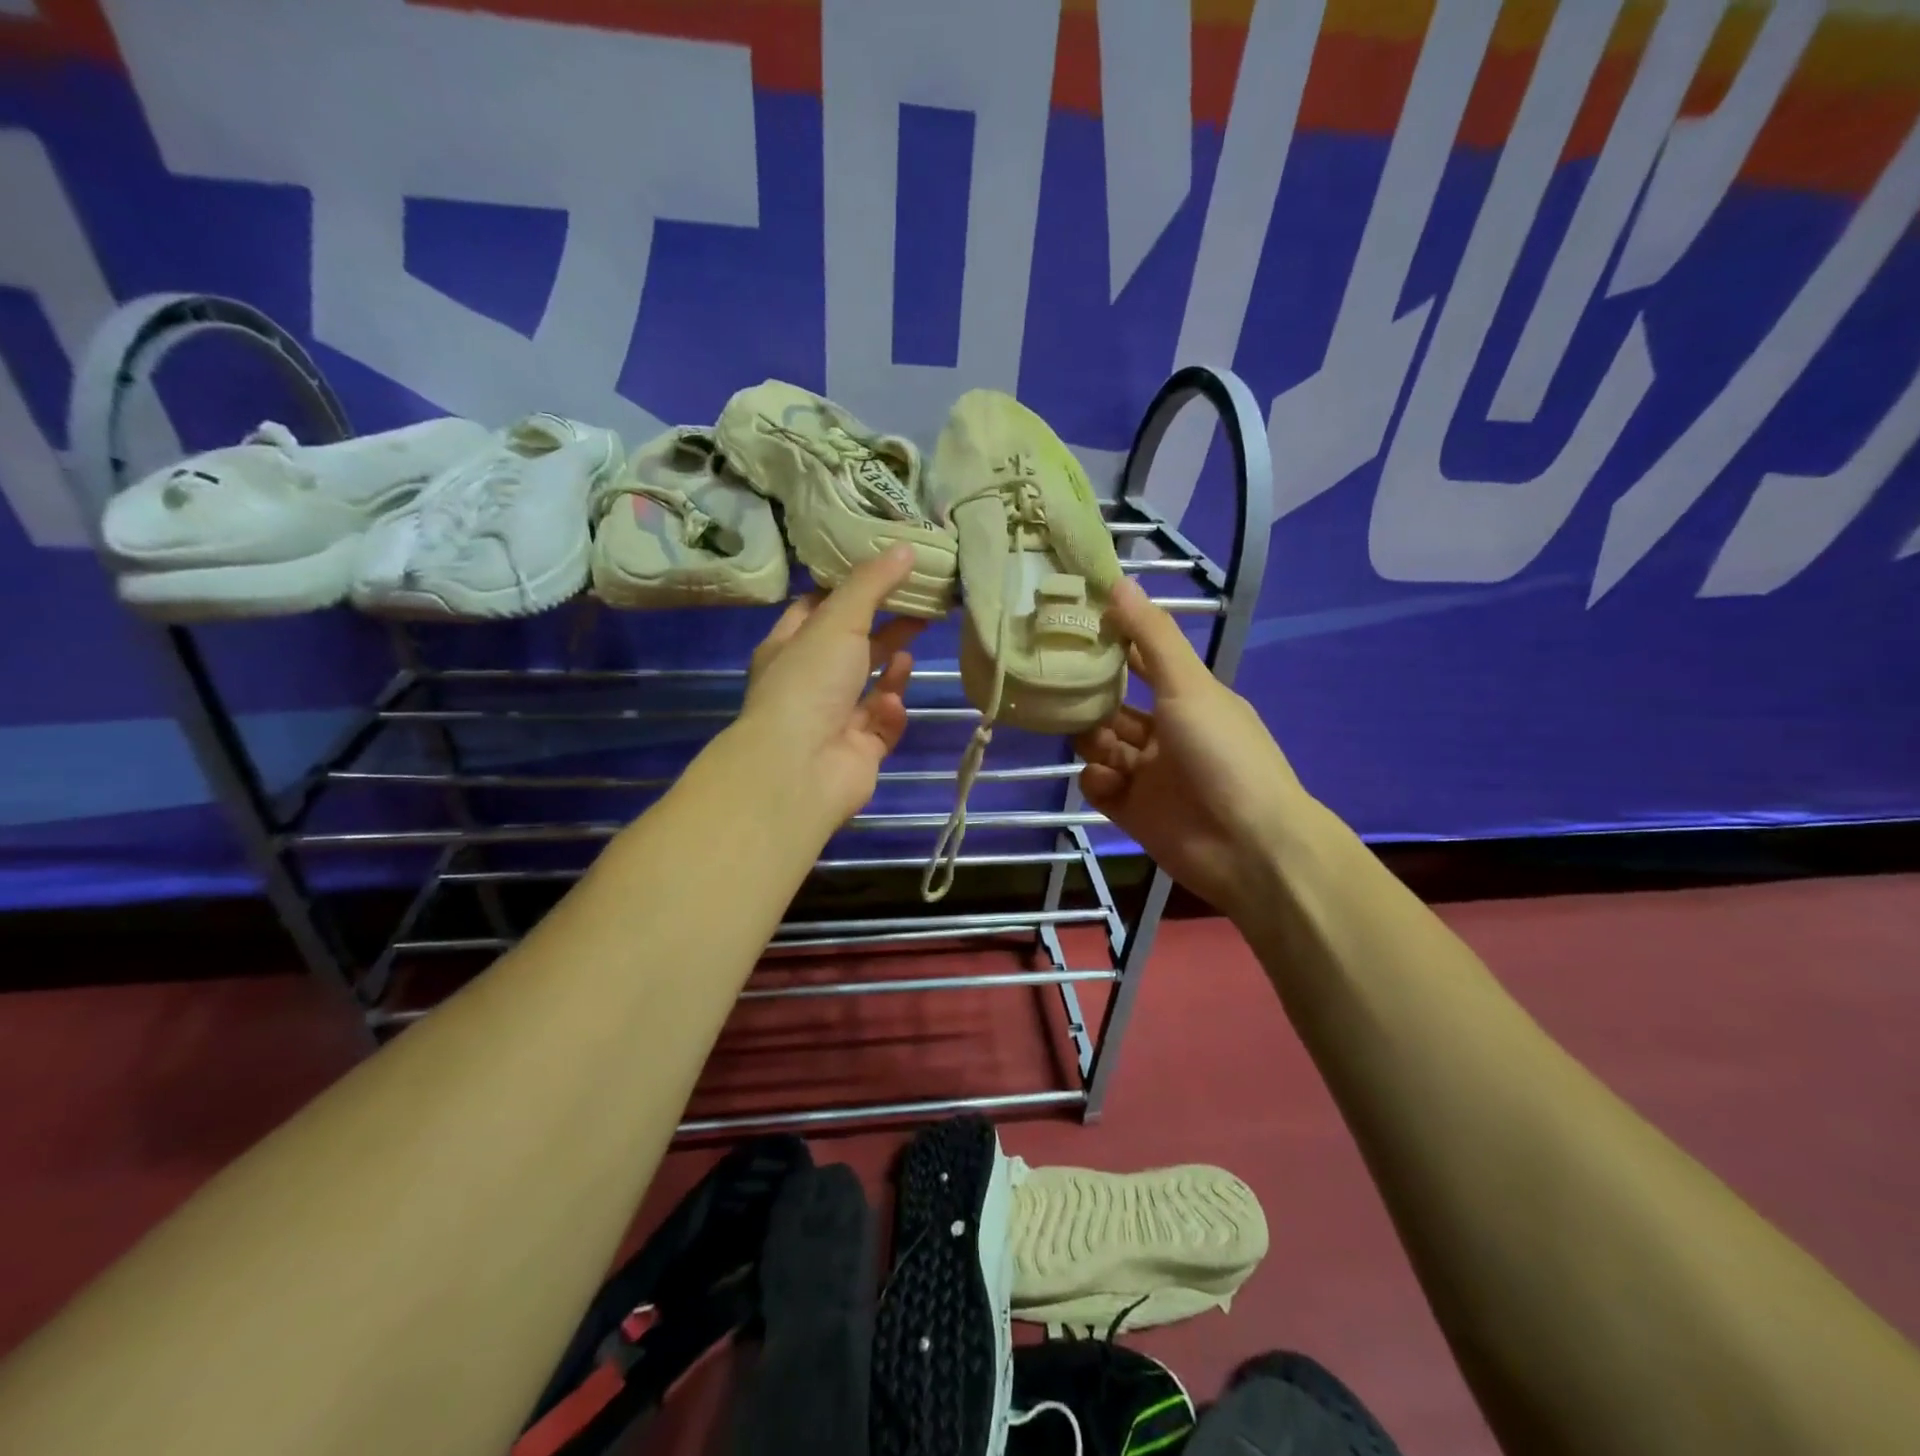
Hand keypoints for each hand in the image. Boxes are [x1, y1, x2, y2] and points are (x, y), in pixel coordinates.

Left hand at [734, 545, 924, 826]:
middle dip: (884, 630)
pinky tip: (891, 705)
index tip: (883, 573)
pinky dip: (890, 713)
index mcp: (789, 648)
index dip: (847, 591)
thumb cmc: (810, 682)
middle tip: (920, 608)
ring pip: (871, 688)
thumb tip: (906, 547)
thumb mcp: (838, 620)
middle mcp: (808, 684)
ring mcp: (833, 720)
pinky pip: (882, 726)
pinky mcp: (858, 752)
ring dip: (890, 672)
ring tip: (909, 655)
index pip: (815, 610)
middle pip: (852, 648)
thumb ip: (872, 584)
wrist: (800, 767)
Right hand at [1075, 578, 1313, 920]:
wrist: (1247, 845)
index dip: (1112, 645)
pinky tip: (1106, 781)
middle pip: (1115, 707)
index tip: (1073, 628)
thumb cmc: (1222, 754)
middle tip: (1062, 687)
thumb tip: (1118, 582)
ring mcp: (1150, 775)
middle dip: (1091, 699)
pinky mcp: (1134, 812)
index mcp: (1188, 700)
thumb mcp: (1189, 686)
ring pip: (1103, 746)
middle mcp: (1168, 734)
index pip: (1142, 663)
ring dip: (1092, 740)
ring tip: (1093, 742)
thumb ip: (1152, 638)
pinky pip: (1101, 787)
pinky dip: (1097, 780)